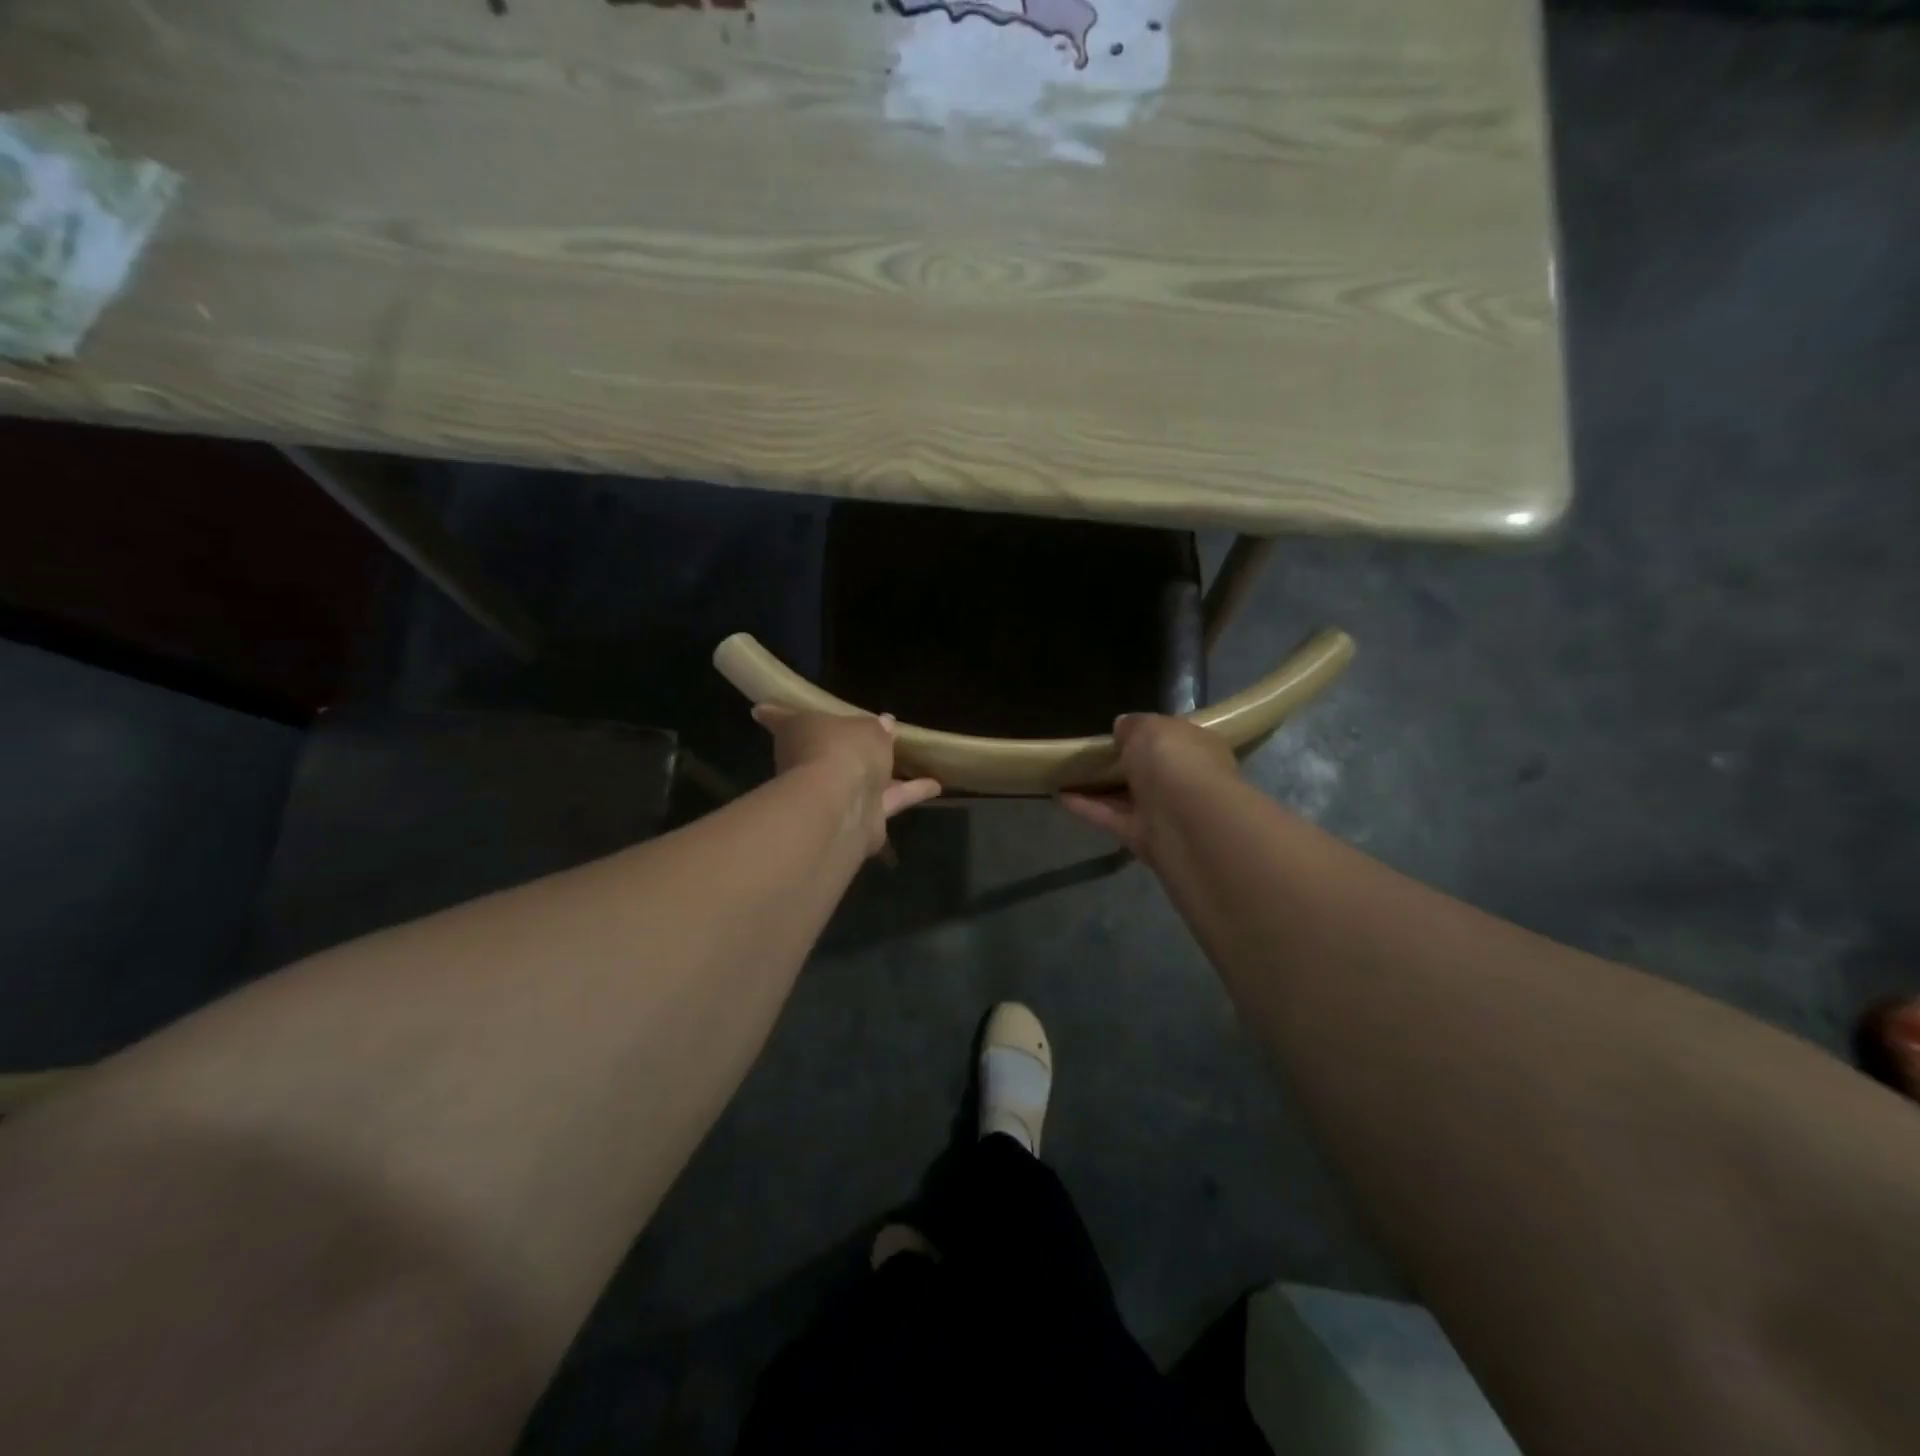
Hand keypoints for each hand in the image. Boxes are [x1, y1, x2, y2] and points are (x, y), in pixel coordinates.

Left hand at [752, 705, 941, 854]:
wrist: (841, 804)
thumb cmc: (841, 750)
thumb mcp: (865, 728)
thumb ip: (875, 728)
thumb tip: (884, 723)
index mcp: (799, 733)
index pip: (780, 718)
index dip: (774, 713)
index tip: (763, 709)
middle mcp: (809, 766)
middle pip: (826, 754)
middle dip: (847, 748)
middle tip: (872, 735)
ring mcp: (832, 797)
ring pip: (860, 782)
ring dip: (883, 775)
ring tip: (908, 761)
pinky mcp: (859, 823)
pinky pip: (887, 802)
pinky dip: (909, 793)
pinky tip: (935, 786)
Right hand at [1059, 713, 1239, 859]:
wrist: (1189, 824)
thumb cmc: (1175, 762)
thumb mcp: (1149, 728)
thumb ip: (1133, 725)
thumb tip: (1122, 728)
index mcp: (1196, 747)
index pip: (1172, 736)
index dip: (1147, 732)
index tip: (1118, 730)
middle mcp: (1184, 779)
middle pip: (1150, 768)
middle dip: (1125, 761)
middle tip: (1090, 752)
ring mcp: (1164, 810)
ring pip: (1128, 795)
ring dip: (1101, 786)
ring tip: (1068, 773)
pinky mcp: (1143, 837)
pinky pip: (1111, 817)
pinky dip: (1087, 808)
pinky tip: (1061, 795)